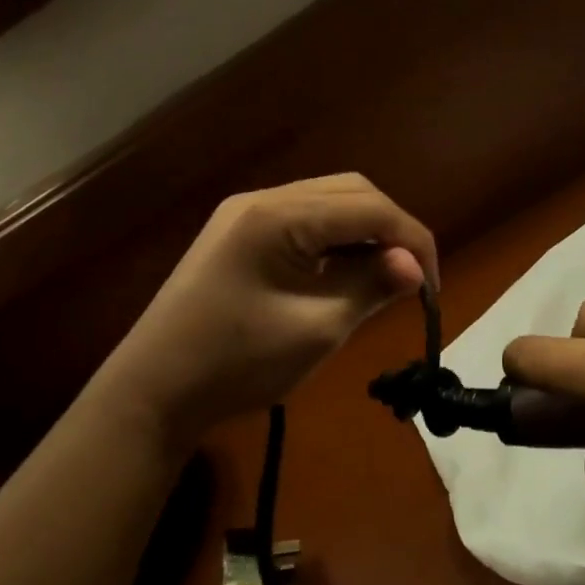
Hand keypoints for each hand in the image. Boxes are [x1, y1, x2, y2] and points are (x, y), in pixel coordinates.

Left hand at [99, 175, 436, 453]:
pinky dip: (335, 242)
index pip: (370, 208)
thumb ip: (371, 287)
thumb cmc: (236, 363)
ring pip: (328, 203)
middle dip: (391, 230)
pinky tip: (345, 274)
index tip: (432, 288)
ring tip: (385, 278)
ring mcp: (246, 214)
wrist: (152, 392)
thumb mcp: (316, 329)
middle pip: (351, 193)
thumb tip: (416, 268)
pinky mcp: (239, 234)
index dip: (413, 241)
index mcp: (280, 215)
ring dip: (364, 234)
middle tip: (411, 279)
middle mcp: (264, 199)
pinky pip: (304, 222)